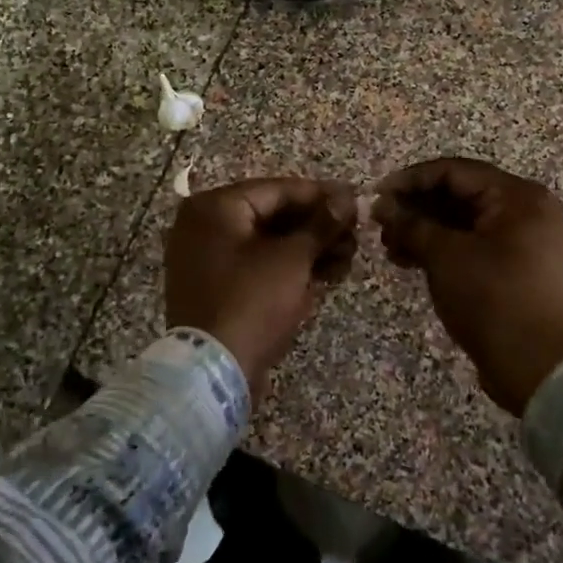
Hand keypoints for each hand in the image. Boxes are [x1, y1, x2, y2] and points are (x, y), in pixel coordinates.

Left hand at [165, 177, 358, 387]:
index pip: (278, 189)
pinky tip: (328, 274)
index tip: (357, 200)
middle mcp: (204, 226)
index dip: (321, 195)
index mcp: (215, 208)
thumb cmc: (252, 302)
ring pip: (269, 243)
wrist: (213, 372)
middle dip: (318, 226)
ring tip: (349, 258)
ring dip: (310, 248)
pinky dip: (290, 268)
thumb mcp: (292, 259)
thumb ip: (321, 224)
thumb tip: (347, 197)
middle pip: (273, 215)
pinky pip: (258, 266)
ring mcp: (208, 259)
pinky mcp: (218, 288)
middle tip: (356, 234)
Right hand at [373, 158, 562, 416]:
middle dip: (416, 208)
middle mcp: (525, 210)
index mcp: (517, 196)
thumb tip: (381, 205)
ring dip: (425, 231)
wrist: (540, 366)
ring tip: (390, 249)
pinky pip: (473, 245)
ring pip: (464, 222)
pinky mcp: (516, 268)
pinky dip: (443, 250)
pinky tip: (410, 262)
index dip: (410, 180)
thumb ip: (411, 224)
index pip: (453, 171)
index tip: (375, 196)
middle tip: (380, 226)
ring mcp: (524, 240)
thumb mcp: (445, 257)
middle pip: (460, 195)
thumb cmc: (493, 300)